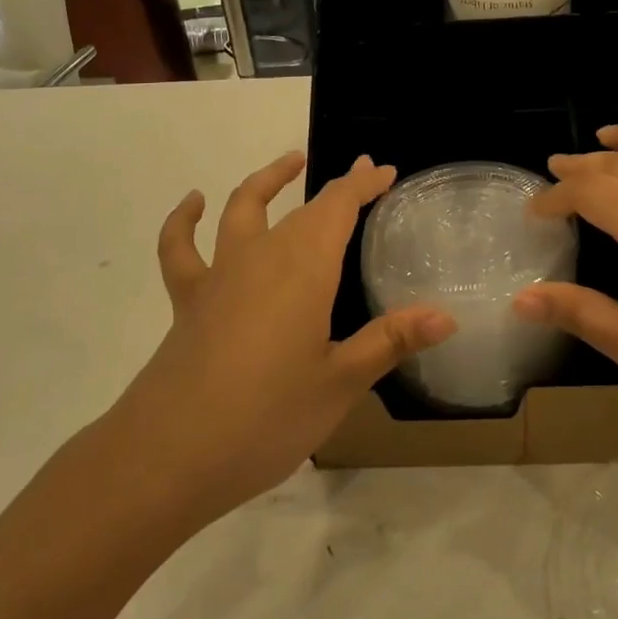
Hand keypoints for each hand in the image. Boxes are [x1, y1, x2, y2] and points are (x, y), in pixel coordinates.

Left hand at [107, 152, 454, 527]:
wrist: (169, 456)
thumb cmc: (267, 418)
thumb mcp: (340, 384)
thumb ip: (391, 341)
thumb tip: (448, 316)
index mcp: (305, 270)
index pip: (339, 207)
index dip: (364, 185)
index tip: (386, 171)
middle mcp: (262, 257)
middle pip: (303, 209)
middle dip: (336, 189)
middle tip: (363, 179)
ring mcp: (220, 275)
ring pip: (244, 209)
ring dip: (268, 181)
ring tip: (291, 162)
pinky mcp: (189, 299)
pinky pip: (181, 248)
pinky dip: (184, 220)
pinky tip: (194, 203)